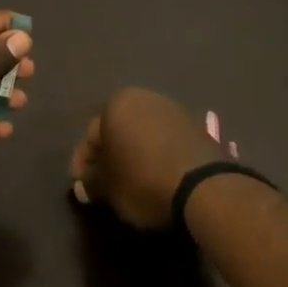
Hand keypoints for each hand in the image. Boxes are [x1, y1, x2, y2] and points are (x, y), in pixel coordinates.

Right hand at [69, 88, 219, 229]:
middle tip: (104, 184)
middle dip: (110, 156)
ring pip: (142, 134)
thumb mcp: (108, 188)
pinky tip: (156, 177)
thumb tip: (84, 185)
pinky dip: (156, 156)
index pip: (91, 136)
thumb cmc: (143, 181)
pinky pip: (166, 141)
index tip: (82, 187)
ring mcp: (174, 110)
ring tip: (132, 182)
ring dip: (134, 155)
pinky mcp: (197, 127)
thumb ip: (91, 183)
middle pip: (118, 131)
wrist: (205, 188)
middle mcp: (144, 98)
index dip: (83, 165)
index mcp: (117, 105)